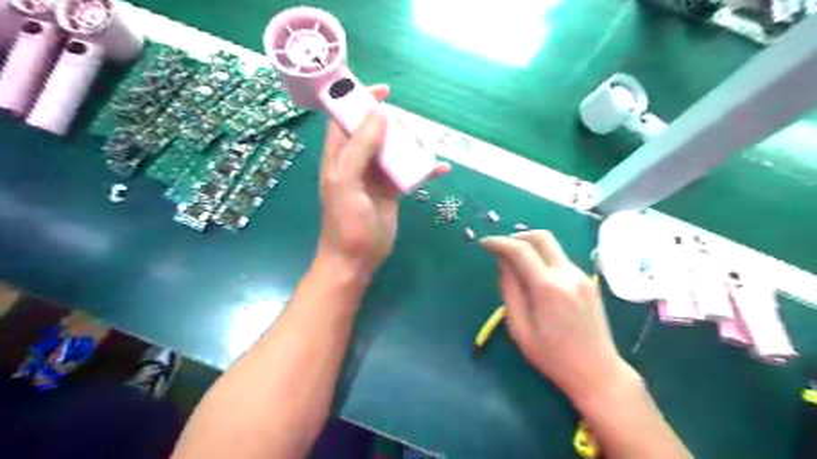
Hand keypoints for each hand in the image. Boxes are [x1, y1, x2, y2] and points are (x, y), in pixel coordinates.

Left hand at [315, 85, 449, 280]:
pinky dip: (424, 168)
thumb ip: (359, 148)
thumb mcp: (346, 182)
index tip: (385, 91)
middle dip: (395, 126)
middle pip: (377, 131)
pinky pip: (409, 171)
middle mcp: (358, 161)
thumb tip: (378, 115)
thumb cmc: (347, 221)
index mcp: (340, 155)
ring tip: (425, 152)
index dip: (360, 101)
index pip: (346, 118)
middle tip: (410, 135)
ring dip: (411, 145)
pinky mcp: (392, 190)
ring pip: (395, 149)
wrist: (357, 258)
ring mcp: (376, 175)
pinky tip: (440, 169)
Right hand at [479, 234, 634, 405]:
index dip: (498, 242)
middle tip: (501, 248)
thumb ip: (510, 291)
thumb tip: (502, 264)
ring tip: (514, 262)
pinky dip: (543, 257)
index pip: (520, 250)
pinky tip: (534, 275)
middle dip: (516, 236)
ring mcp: (581, 276)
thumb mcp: (520, 329)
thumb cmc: (553, 357)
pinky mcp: (588, 281)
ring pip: (552, 246)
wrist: (598, 372)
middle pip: (541, 237)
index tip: (483, 244)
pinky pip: (560, 258)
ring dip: (530, 246)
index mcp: (548, 288)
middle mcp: (567, 274)